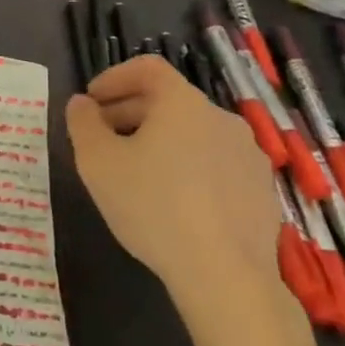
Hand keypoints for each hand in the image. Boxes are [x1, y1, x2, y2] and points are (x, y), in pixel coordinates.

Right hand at [66, 55, 282, 325]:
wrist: (226, 277)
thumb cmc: (153, 206)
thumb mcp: (97, 162)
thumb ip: (83, 123)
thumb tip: (82, 104)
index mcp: (182, 102)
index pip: (147, 68)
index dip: (114, 77)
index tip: (91, 101)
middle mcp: (221, 118)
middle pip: (169, 100)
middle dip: (130, 112)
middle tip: (102, 138)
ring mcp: (248, 156)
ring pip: (193, 133)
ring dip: (160, 140)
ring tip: (135, 172)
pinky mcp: (262, 191)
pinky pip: (215, 163)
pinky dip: (188, 167)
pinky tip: (172, 202)